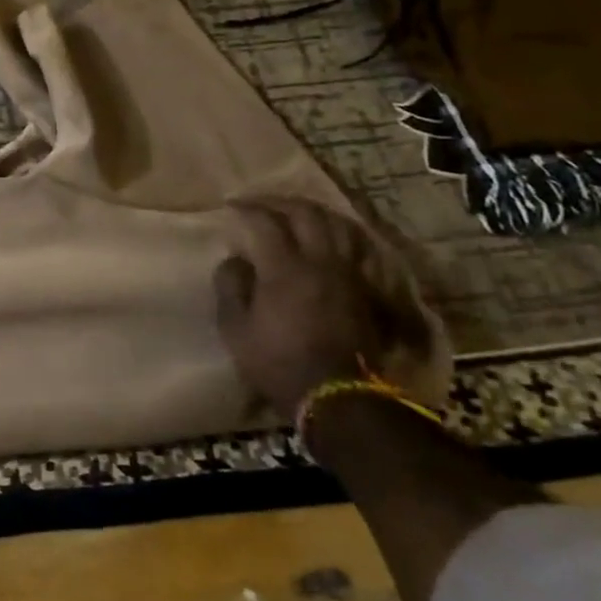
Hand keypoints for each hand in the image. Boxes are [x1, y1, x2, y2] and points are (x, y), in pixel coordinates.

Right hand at [213, 198, 434, 417]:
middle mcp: (321, 262)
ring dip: (315, 211)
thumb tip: (234, 260)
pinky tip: (337, 235)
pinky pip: (363, 248)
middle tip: (262, 203)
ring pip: (339, 225)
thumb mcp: (236, 331)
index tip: (231, 206)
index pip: (266, 222)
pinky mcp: (369, 289)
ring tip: (298, 212)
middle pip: (306, 214)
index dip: (247, 208)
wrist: (338, 398)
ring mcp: (350, 274)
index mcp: (285, 269)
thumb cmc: (279, 364)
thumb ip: (231, 288)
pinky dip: (347, 234)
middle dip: (280, 202)